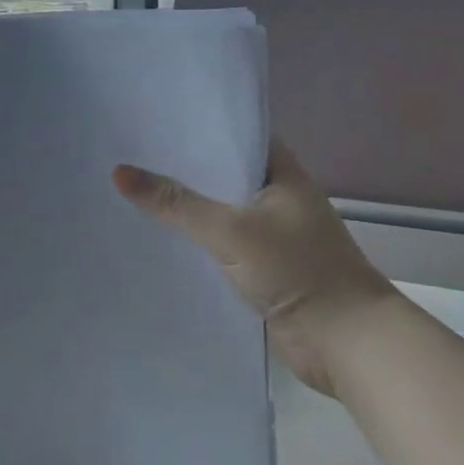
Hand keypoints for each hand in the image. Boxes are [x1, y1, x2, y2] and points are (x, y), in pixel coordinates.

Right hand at [113, 137, 392, 395]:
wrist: (345, 342)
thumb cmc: (297, 270)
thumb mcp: (231, 231)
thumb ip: (176, 203)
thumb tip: (118, 172)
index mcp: (283, 174)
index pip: (236, 136)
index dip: (198, 128)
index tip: (151, 122)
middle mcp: (277, 199)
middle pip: (223, 177)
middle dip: (183, 171)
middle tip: (128, 157)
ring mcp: (271, 237)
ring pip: (219, 215)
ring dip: (187, 212)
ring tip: (131, 195)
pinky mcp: (262, 272)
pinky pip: (220, 249)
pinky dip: (195, 246)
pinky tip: (157, 242)